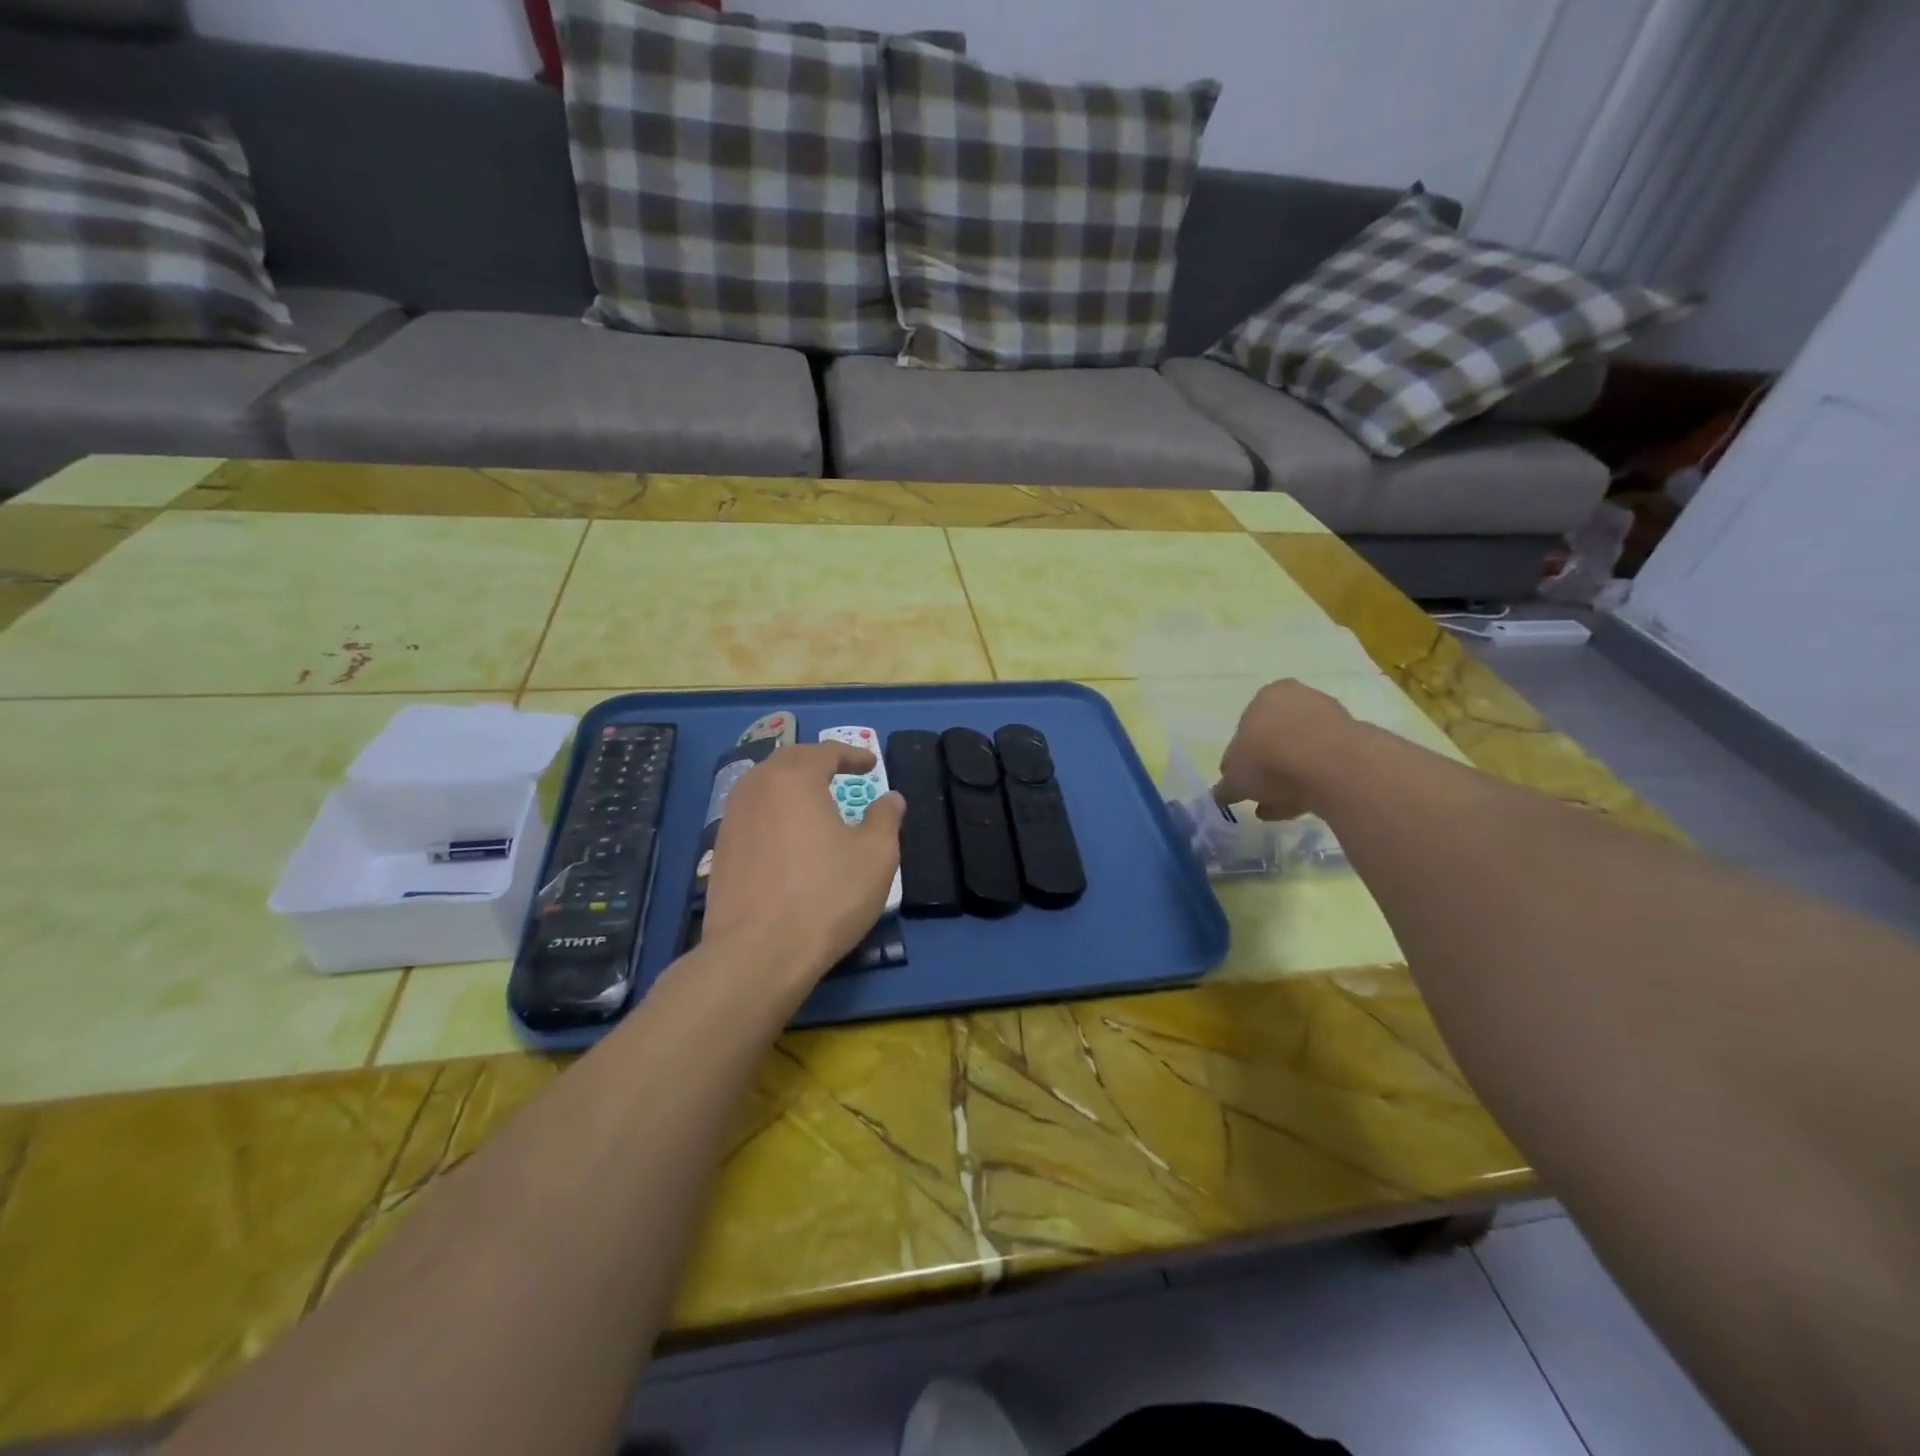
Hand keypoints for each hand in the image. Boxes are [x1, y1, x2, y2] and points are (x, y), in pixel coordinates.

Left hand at [700, 743, 904, 992]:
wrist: (758, 953)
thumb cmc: (826, 897)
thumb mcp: (876, 856)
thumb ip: (885, 819)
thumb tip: (890, 798)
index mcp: (795, 779)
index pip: (825, 752)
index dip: (852, 754)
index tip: (871, 764)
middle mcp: (757, 788)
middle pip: (788, 760)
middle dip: (817, 761)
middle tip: (840, 771)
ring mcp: (732, 819)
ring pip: (763, 784)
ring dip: (790, 783)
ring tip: (812, 798)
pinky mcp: (719, 850)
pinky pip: (750, 812)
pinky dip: (772, 809)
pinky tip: (785, 833)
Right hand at [1213, 679, 1355, 820]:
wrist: (1331, 766)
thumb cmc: (1269, 758)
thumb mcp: (1234, 778)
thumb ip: (1226, 786)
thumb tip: (1222, 794)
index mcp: (1267, 696)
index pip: (1247, 726)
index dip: (1242, 756)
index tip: (1242, 780)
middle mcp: (1300, 699)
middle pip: (1277, 739)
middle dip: (1267, 769)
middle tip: (1259, 797)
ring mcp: (1332, 720)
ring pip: (1302, 755)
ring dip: (1287, 781)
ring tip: (1276, 809)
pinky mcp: (1355, 745)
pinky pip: (1324, 768)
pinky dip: (1310, 786)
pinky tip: (1298, 809)